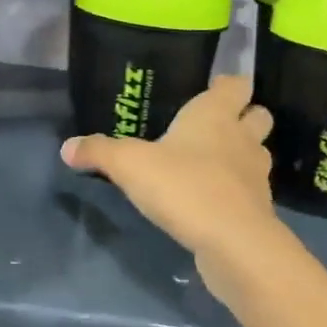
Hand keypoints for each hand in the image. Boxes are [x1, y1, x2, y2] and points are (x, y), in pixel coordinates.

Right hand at [60, 74, 277, 267]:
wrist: (233, 243)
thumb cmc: (184, 186)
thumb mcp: (129, 165)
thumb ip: (99, 151)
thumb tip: (67, 147)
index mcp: (215, 114)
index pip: (237, 84)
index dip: (228, 84)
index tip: (212, 87)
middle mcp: (242, 137)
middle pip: (258, 114)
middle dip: (243, 116)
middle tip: (215, 124)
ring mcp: (256, 174)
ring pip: (257, 152)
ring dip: (242, 153)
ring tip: (213, 162)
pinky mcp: (258, 208)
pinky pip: (250, 189)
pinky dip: (237, 190)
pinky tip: (214, 199)